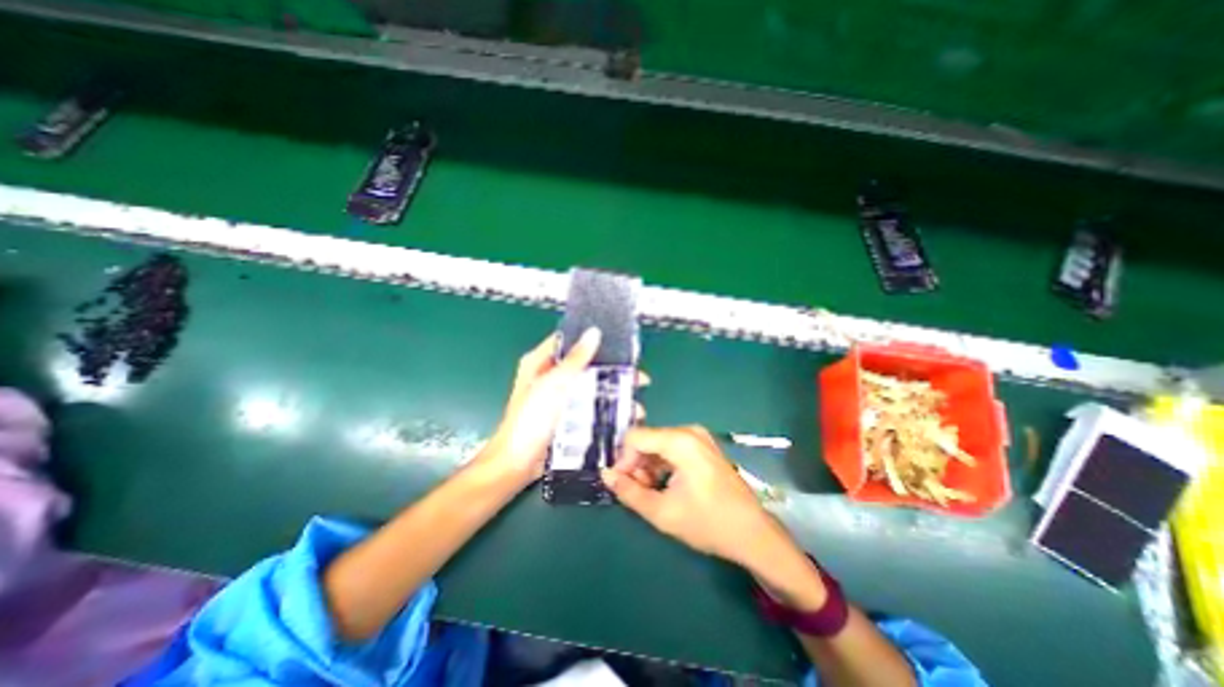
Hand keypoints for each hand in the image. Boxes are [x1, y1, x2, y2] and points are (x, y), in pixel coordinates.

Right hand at [601, 423, 776, 569]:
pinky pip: (672, 448)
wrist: (753, 533)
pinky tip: (666, 486)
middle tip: (639, 491)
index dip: (623, 459)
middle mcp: (689, 431)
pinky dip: (663, 465)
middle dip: (637, 464)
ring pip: (658, 444)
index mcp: (680, 441)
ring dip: (648, 466)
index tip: (623, 483)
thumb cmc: (708, 523)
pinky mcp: (703, 446)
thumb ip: (629, 491)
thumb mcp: (662, 512)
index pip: (635, 437)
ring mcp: (699, 437)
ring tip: (652, 492)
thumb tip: (605, 474)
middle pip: (647, 439)